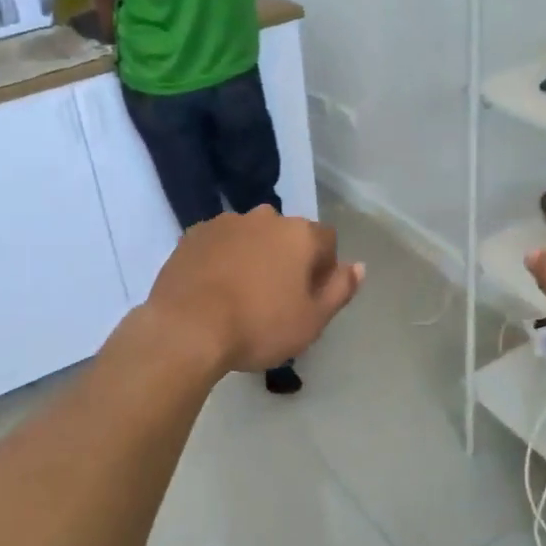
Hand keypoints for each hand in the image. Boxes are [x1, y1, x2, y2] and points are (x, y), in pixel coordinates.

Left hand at [148, 207, 364, 372]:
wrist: (186, 328)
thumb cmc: (259, 326)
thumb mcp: (312, 320)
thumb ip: (340, 289)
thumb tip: (359, 266)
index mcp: (299, 234)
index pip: (326, 241)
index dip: (323, 268)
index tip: (310, 297)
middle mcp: (265, 217)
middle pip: (287, 235)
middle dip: (287, 258)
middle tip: (276, 297)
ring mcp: (225, 222)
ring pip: (251, 236)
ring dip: (253, 255)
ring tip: (241, 293)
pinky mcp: (193, 234)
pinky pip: (220, 243)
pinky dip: (222, 258)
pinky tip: (214, 289)